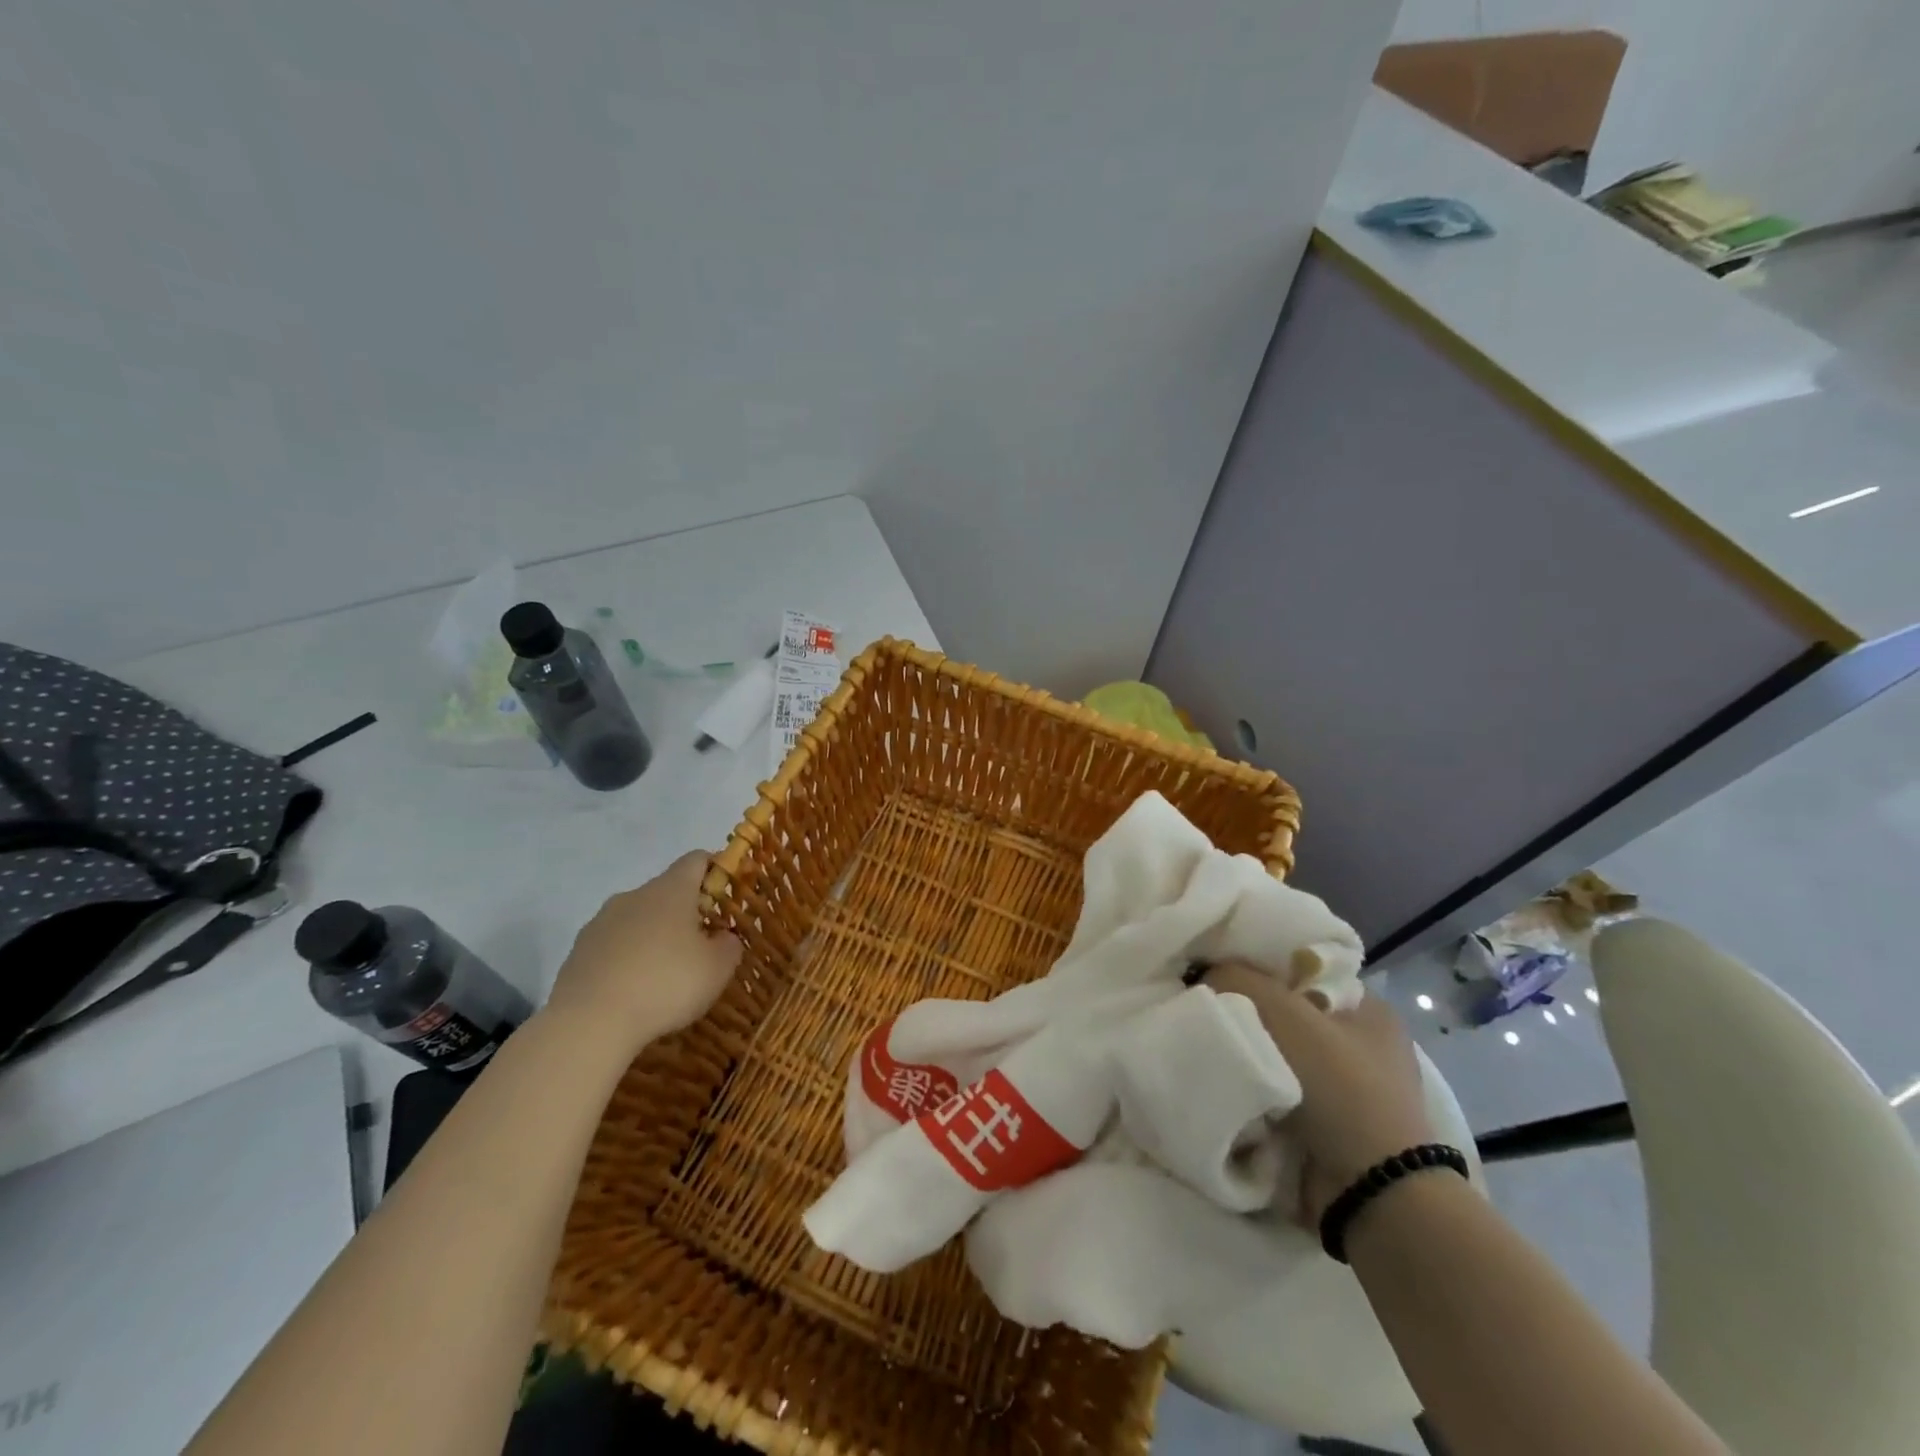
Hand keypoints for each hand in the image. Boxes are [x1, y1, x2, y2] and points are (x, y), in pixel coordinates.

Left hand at [547, 850, 741, 1048]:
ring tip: (665, 974)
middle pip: (666, 891)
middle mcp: (634, 895)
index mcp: (671, 890)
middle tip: (702, 945)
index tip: (728, 895)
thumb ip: (729, 945)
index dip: (716, 870)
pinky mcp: (578, 951)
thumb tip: (723, 936)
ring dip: (654, 936)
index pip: (697, 860)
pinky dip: (627, 958)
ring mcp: (601, 921)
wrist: (589, 1023)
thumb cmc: (665, 984)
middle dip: (686, 912)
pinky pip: (613, 945)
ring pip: (638, 918)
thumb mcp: (717, 969)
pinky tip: (634, 990)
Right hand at [1206, 963, 1434, 1225]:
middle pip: (1282, 1011)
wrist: (1370, 1194)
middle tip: (1201, 1009)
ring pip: (1275, 1053)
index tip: (1212, 970)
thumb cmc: (1338, 1086)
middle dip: (1243, 1012)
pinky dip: (1251, 1091)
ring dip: (1244, 1055)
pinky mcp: (1326, 1127)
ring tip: (1203, 1046)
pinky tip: (1221, 1081)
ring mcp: (1345, 1090)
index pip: (1299, 966)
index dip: (1255, 964)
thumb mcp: (1284, 1011)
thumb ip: (1235, 977)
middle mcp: (1361, 1043)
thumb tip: (1203, 974)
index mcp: (1367, 1007)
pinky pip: (1275, 1092)